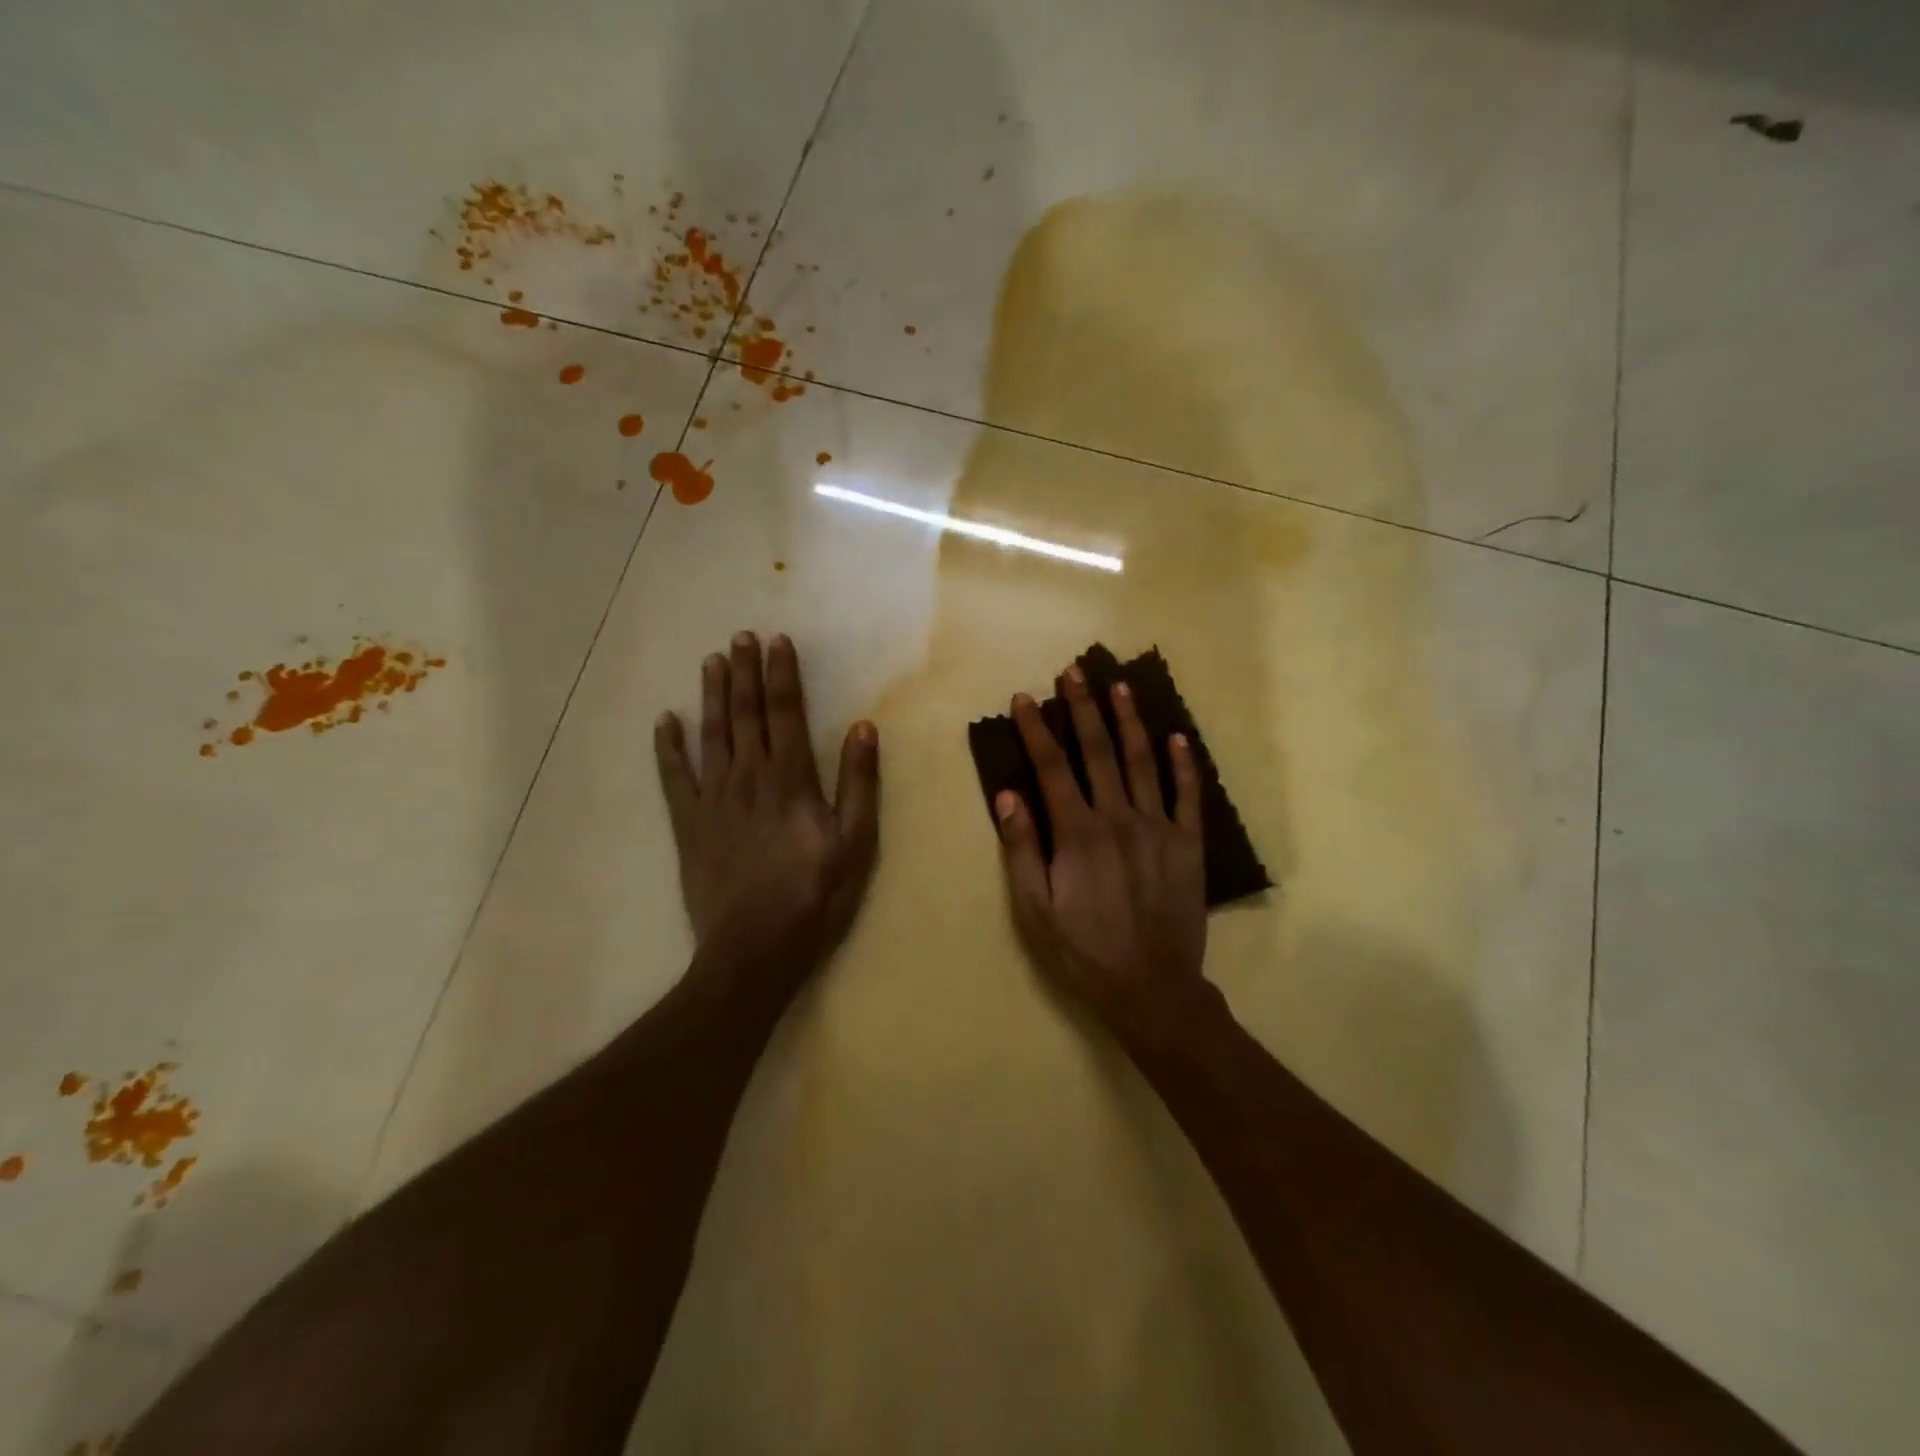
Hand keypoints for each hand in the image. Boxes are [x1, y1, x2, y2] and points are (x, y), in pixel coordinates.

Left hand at [654, 632, 879, 1007]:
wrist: (754, 948)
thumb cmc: (814, 895)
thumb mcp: (855, 843)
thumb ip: (859, 784)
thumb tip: (863, 728)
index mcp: (791, 779)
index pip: (786, 713)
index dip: (782, 674)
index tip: (777, 641)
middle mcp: (748, 777)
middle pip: (746, 714)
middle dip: (745, 673)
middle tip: (739, 637)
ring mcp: (713, 799)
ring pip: (712, 735)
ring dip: (713, 696)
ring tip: (711, 662)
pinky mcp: (688, 824)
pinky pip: (674, 777)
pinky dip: (668, 747)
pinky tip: (666, 721)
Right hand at [995, 663, 1207, 1034]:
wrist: (1152, 987)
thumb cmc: (1084, 950)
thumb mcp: (1035, 909)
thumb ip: (1022, 850)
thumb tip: (1008, 795)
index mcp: (1077, 833)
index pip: (1052, 767)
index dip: (1036, 729)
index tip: (1025, 698)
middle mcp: (1118, 818)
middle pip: (1098, 751)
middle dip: (1083, 708)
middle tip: (1075, 671)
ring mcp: (1158, 828)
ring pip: (1142, 762)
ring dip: (1129, 721)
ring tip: (1119, 686)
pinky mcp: (1189, 844)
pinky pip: (1188, 795)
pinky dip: (1184, 764)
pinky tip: (1177, 736)